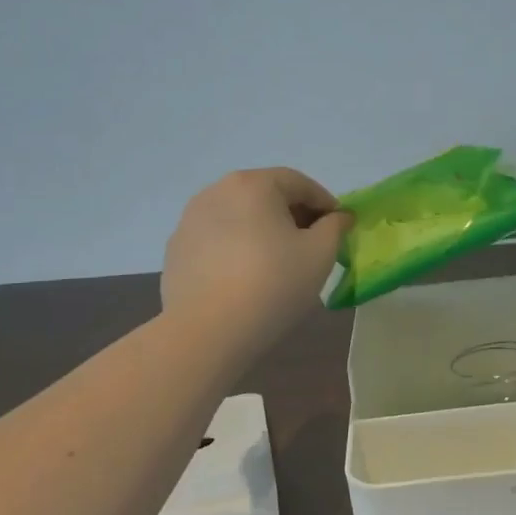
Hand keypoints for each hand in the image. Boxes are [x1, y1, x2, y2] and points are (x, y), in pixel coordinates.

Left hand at [162, 168, 352, 353]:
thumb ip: (335, 227)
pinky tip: (246, 277)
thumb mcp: (320, 254)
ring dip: (263, 230)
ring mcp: (190, 220)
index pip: (299, 183)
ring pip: (240, 216)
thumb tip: (338, 217)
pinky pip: (217, 239)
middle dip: (293, 215)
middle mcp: (217, 191)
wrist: (207, 331)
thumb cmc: (273, 283)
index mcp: (254, 184)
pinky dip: (237, 248)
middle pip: (266, 195)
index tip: (339, 227)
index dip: (325, 202)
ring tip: (279, 262)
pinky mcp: (176, 249)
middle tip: (312, 244)